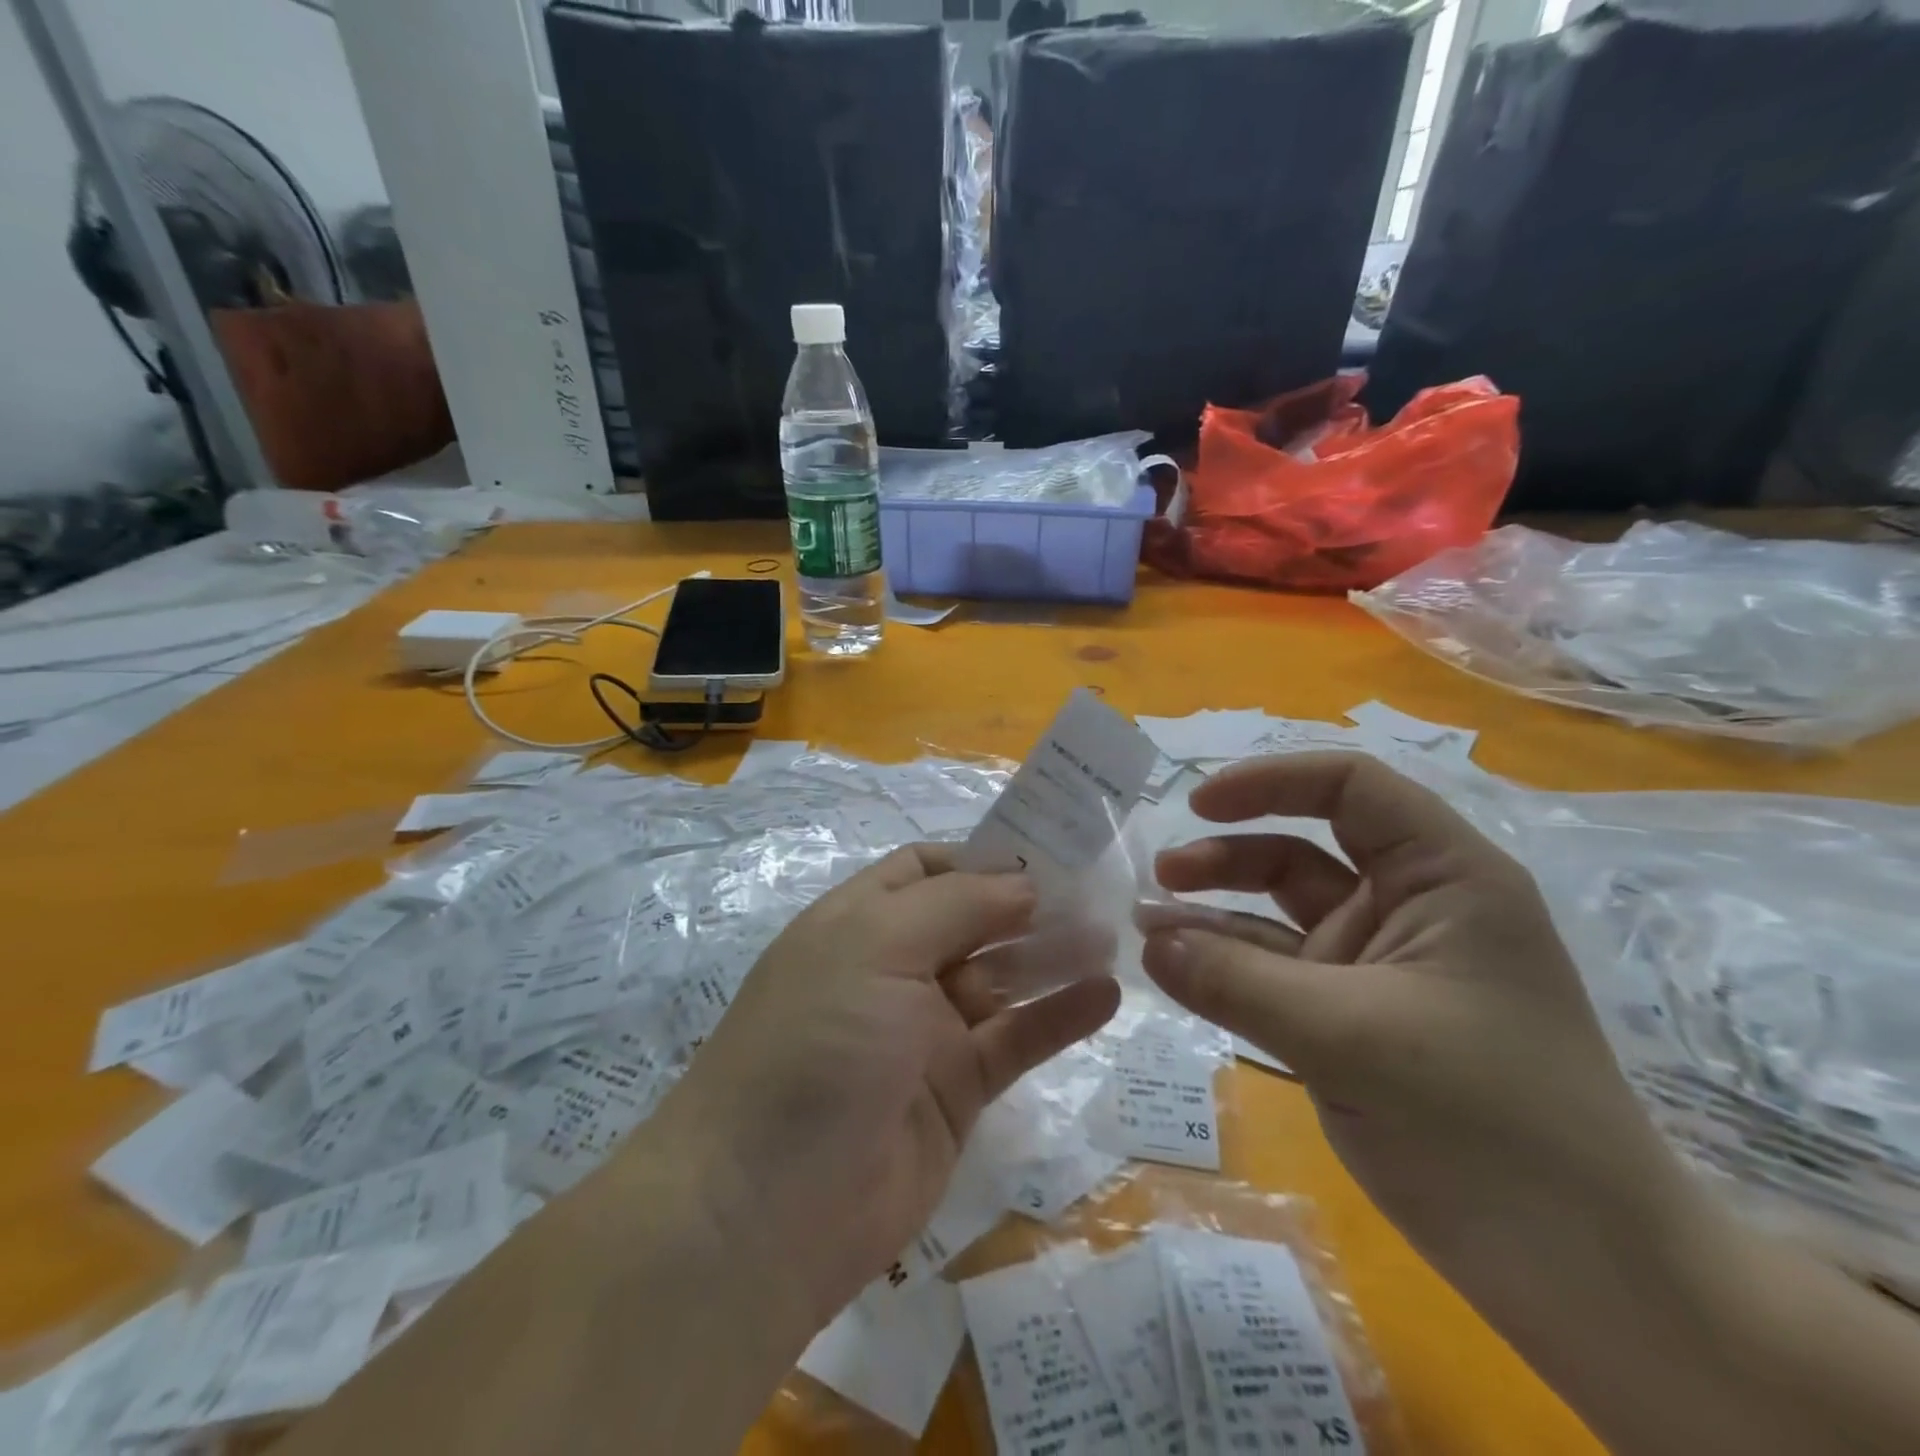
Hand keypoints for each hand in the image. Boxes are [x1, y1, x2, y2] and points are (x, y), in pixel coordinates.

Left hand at [639, 845, 1119, 1333]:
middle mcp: (892, 968)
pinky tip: (1104, 995)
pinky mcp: (956, 1091)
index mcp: (860, 922)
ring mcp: (924, 1031)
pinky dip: (1057, 1017)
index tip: (1044, 853)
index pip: (925, 870)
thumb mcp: (876, 945)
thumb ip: (956, 905)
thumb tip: (1023, 882)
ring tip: (1110, 937)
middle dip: (1027, 906)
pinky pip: (1013, 1041)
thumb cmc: (818, 1042)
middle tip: (1096, 895)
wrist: (767, 1206)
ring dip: (1050, 957)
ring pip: (999, 979)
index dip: (980, 858)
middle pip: (971, 921)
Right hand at [1140, 753, 1700, 1316]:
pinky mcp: (1354, 1019)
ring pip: (1282, 915)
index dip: (1270, 782)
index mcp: (1444, 878)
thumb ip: (1236, 982)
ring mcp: (1379, 967)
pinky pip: (1277, 975)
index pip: (1351, 788)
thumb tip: (1147, 942)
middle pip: (1302, 850)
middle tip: (1160, 879)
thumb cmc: (1489, 1126)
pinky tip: (1177, 972)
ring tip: (1149, 928)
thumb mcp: (1348, 1038)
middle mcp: (1410, 908)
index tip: (1197, 805)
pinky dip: (1228, 968)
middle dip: (1228, 857)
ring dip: (1216, 915)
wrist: (1585, 1276)